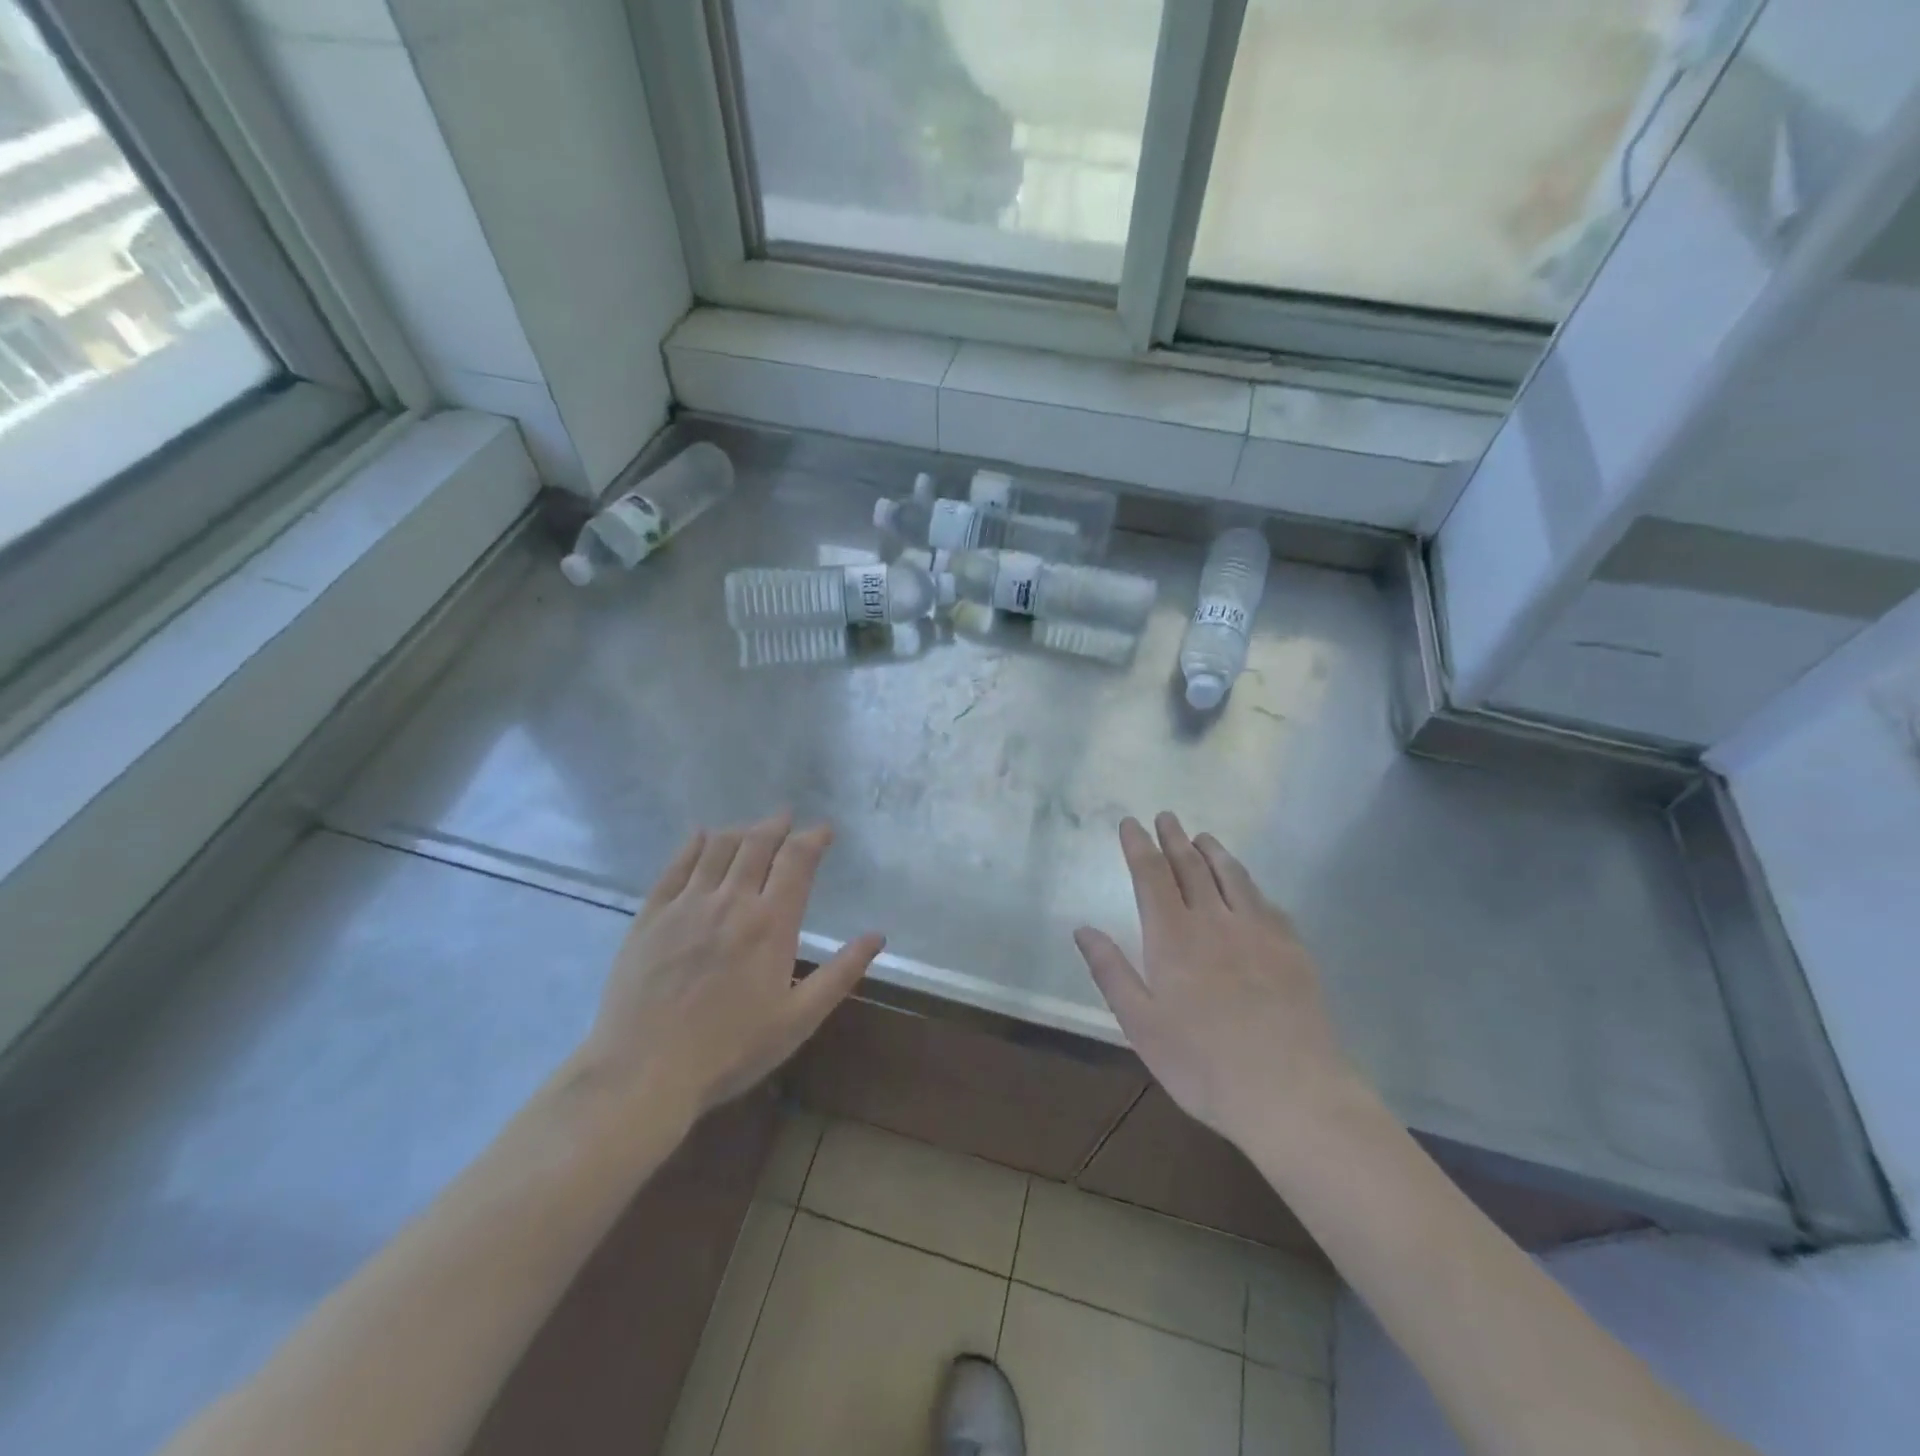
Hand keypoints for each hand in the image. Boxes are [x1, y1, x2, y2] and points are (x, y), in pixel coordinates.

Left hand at [583, 812, 884, 1117]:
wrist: (643, 1072)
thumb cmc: (730, 1050)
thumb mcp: (798, 1020)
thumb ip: (840, 974)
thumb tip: (877, 936)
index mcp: (771, 923)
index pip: (797, 860)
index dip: (813, 838)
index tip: (824, 831)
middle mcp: (731, 901)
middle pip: (757, 843)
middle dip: (777, 825)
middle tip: (787, 818)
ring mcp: (686, 904)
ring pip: (718, 847)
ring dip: (741, 830)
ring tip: (753, 828)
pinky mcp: (651, 915)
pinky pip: (676, 866)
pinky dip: (694, 844)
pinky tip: (702, 836)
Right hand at [1074, 813, 1366, 1153]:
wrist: (1291, 1092)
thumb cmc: (1202, 1064)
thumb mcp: (1141, 1024)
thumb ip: (1111, 972)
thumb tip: (1082, 928)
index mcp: (1173, 937)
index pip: (1151, 875)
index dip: (1139, 845)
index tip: (1131, 823)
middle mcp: (1214, 921)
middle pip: (1191, 866)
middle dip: (1174, 838)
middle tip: (1166, 816)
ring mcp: (1258, 931)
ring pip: (1232, 876)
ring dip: (1213, 852)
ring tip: (1203, 837)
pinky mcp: (1292, 948)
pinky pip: (1266, 902)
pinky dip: (1250, 885)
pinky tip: (1249, 888)